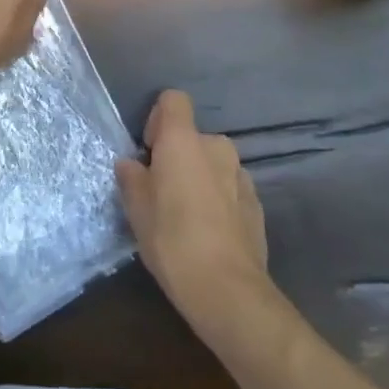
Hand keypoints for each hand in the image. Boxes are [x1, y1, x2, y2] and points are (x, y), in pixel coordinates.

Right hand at [116, 90, 271, 337]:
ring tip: (187, 217)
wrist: (228, 289)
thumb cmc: (173, 239)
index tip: (149, 151)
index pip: (173, 100)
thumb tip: (131, 164)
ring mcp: (241, 174)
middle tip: (162, 193)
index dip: (158, 118)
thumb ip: (132, 177)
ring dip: (199, 178)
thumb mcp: (137, 209)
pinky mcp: (256, 202)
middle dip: (178, 157)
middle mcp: (216, 146)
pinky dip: (218, 199)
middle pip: (192, 137)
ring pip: (212, 164)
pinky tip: (209, 234)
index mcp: (184, 140)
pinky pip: (230, 188)